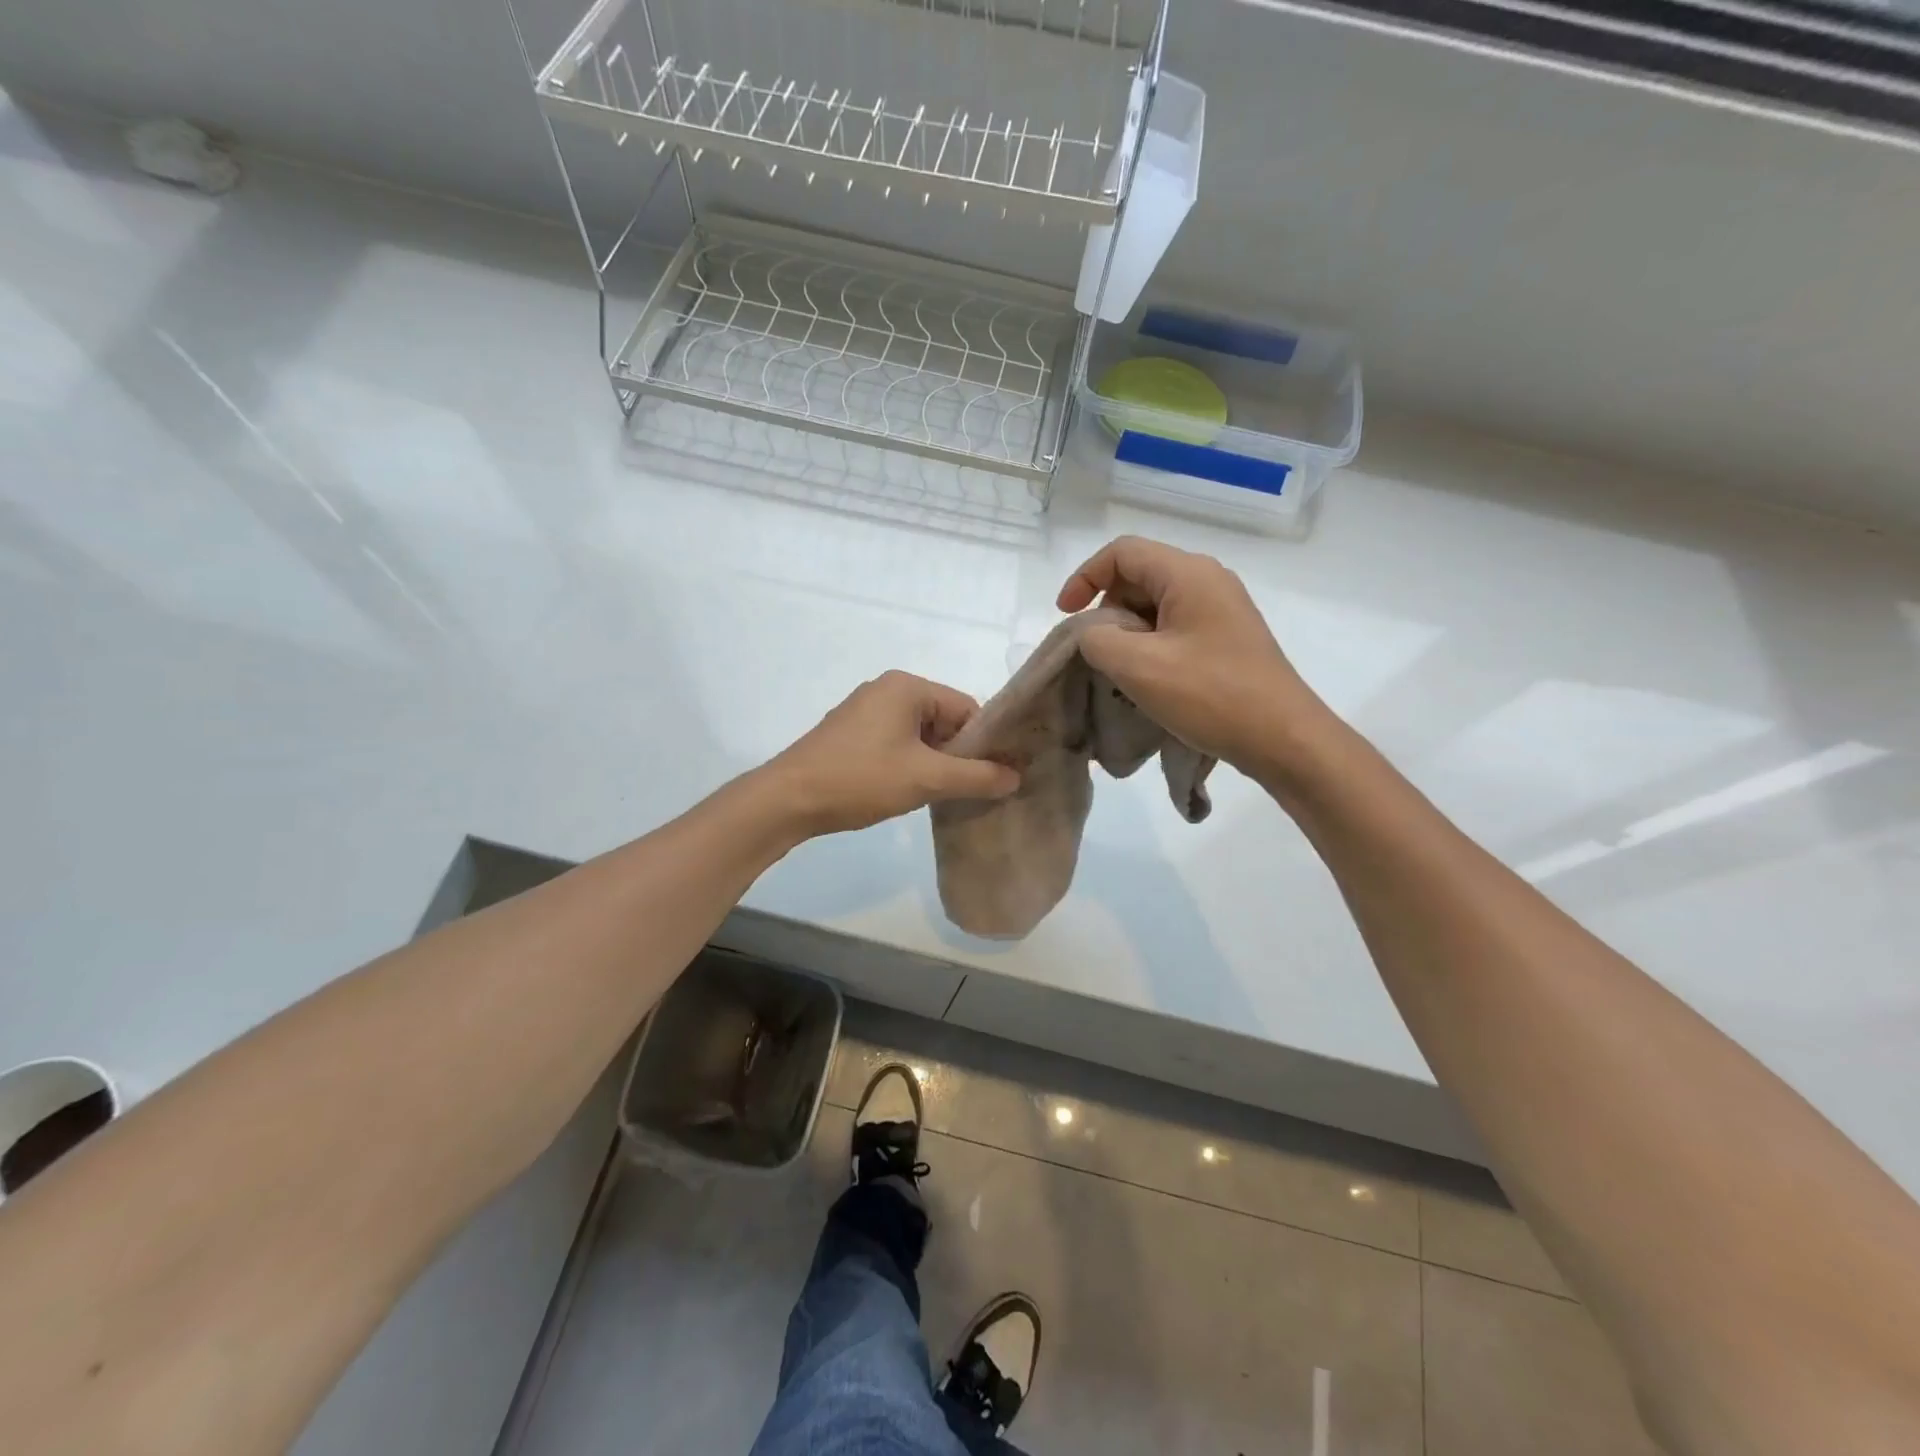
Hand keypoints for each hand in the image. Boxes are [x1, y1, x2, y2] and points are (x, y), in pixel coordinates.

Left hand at [764, 671, 1020, 836]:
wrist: (788, 800)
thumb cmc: (861, 779)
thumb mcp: (926, 778)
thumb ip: (976, 777)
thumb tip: (1015, 776)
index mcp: (907, 686)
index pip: (966, 708)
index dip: (984, 743)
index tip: (995, 776)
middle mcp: (887, 689)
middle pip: (944, 720)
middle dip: (959, 755)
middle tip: (969, 790)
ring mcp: (865, 711)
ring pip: (920, 735)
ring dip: (934, 763)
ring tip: (941, 795)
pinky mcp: (851, 734)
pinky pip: (896, 743)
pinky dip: (910, 764)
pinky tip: (910, 791)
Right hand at [1057, 536, 1333, 772]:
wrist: (1283, 738)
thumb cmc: (1210, 696)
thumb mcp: (1138, 666)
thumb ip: (1097, 639)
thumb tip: (1094, 634)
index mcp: (1188, 574)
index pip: (1122, 552)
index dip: (1084, 577)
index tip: (1065, 616)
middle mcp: (1208, 581)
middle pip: (1139, 577)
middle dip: (1107, 611)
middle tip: (1097, 654)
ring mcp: (1222, 610)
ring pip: (1155, 607)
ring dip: (1128, 635)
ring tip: (1121, 674)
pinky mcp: (1228, 639)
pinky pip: (1175, 629)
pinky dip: (1151, 648)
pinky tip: (1149, 683)